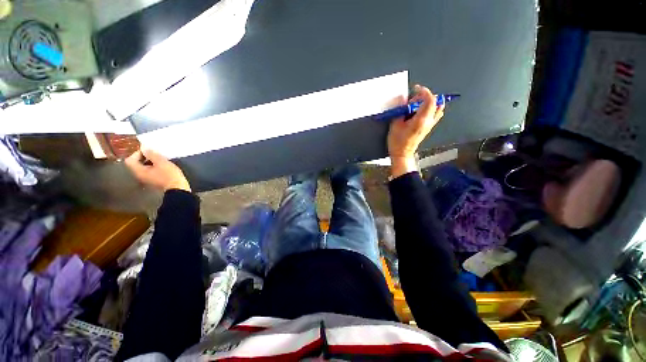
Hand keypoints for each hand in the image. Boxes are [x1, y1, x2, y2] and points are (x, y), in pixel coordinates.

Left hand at [125, 148, 190, 191]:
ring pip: (144, 167)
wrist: (178, 188)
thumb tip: (145, 148)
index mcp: (139, 171)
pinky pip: (150, 171)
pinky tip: (163, 166)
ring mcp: (147, 179)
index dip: (137, 153)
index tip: (149, 151)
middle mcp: (140, 175)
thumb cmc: (169, 175)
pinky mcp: (154, 180)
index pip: (130, 160)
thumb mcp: (161, 162)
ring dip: (150, 161)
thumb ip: (151, 154)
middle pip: (136, 163)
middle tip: (155, 154)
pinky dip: (154, 166)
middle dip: (144, 157)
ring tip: (161, 159)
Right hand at [387, 85, 444, 178]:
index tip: (416, 89)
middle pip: (435, 102)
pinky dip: (431, 109)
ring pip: (438, 108)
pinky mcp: (429, 128)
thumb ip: (400, 111)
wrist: (402, 154)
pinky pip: (436, 114)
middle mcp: (429, 121)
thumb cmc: (397, 142)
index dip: (424, 91)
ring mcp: (430, 125)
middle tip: (411, 102)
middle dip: (424, 97)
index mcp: (421, 120)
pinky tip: (422, 111)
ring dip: (429, 102)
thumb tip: (403, 101)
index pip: (430, 100)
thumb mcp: (395, 125)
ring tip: (417, 105)